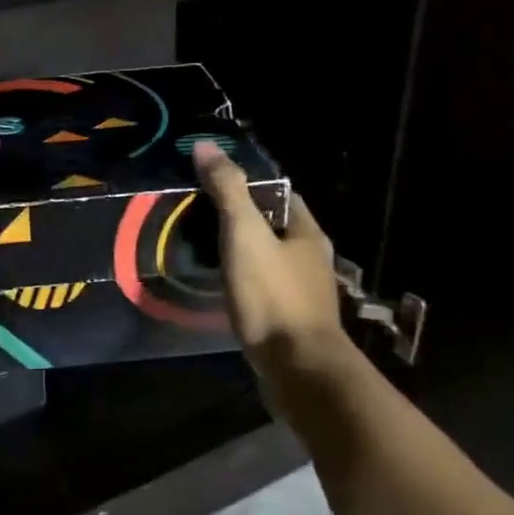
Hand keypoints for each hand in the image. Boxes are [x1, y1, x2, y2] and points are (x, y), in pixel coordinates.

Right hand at [193, 141, 348, 368]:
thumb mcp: (245, 235)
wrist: (298, 368)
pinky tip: (226, 290)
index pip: (281, 194)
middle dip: (244, 221)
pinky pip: (266, 290)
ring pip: (272, 260)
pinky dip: (247, 283)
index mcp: (307, 232)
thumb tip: (206, 145)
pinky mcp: (293, 321)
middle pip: (276, 227)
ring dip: (245, 254)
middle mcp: (313, 258)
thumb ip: (227, 191)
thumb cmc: (272, 296)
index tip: (213, 185)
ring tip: (206, 252)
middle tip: (200, 219)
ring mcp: (305, 292)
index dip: (250, 185)